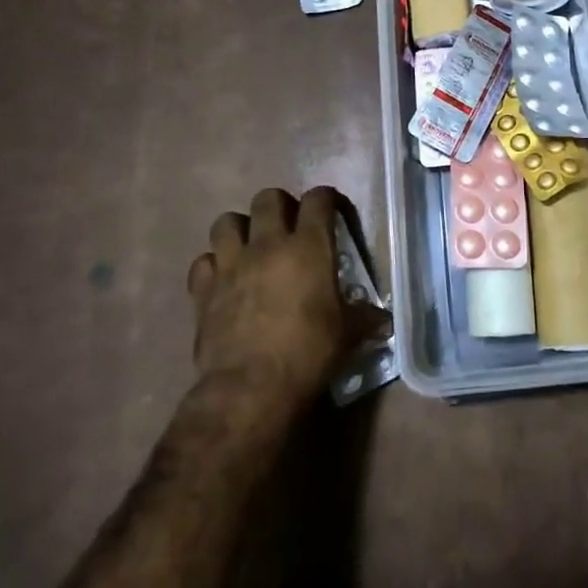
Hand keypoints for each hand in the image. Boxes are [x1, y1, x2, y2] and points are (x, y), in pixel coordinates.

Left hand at [186, 187, 388, 408]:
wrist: (249, 389)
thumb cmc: (307, 354)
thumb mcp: (346, 335)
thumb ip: (364, 319)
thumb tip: (384, 321)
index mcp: (308, 246)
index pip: (318, 199)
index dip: (326, 199)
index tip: (331, 212)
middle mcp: (268, 244)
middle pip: (268, 197)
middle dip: (279, 206)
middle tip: (288, 228)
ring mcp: (231, 264)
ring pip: (227, 221)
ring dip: (239, 229)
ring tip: (250, 247)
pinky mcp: (203, 289)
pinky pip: (203, 262)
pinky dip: (213, 266)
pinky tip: (223, 280)